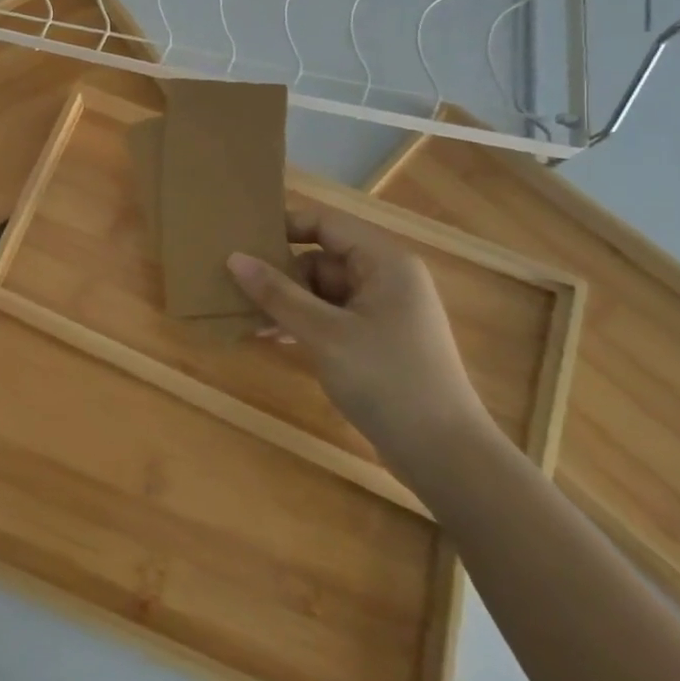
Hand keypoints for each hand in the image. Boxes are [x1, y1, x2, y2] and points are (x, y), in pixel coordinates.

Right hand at [227, 202, 493, 477]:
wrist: (446, 456)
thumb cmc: (387, 380)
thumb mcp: (324, 334)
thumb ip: (277, 293)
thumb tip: (234, 258)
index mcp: (384, 263)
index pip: (325, 224)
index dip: (284, 227)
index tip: (242, 241)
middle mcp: (386, 279)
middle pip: (321, 258)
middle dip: (280, 274)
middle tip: (235, 287)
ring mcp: (383, 312)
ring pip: (322, 290)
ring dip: (286, 302)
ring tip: (246, 316)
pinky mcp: (377, 341)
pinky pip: (331, 316)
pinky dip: (302, 322)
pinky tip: (271, 335)